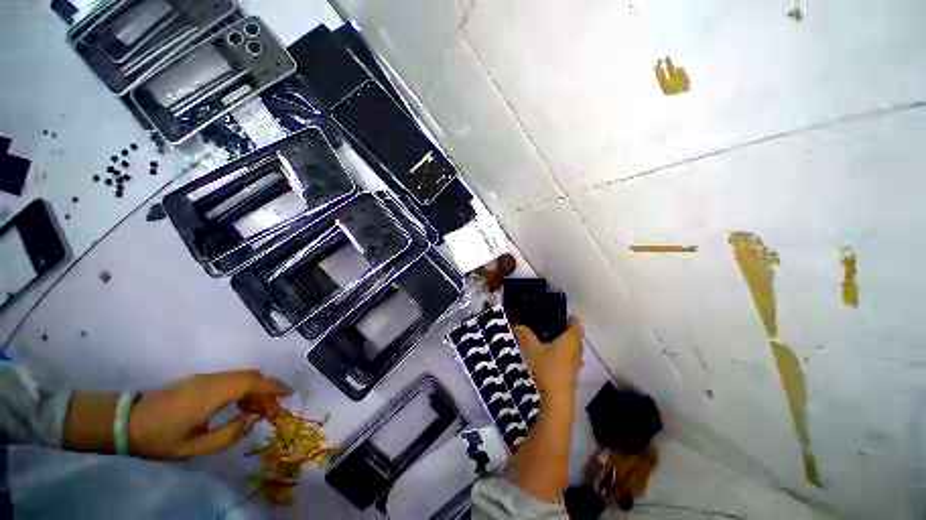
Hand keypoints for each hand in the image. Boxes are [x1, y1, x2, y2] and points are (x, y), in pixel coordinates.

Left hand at [129, 370, 291, 458]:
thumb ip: (229, 433)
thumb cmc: (161, 438)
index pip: (253, 382)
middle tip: (273, 409)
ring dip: (255, 390)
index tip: (289, 395)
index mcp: (213, 393)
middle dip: (267, 390)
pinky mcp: (199, 381)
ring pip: (241, 377)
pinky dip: (243, 390)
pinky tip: (239, 407)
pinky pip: (230, 380)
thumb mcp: (196, 446)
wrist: (126, 422)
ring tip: (257, 412)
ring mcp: (205, 378)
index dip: (274, 387)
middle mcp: (213, 379)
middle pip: (251, 376)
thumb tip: (252, 419)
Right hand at [514, 319, 583, 398]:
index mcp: (570, 341)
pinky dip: (565, 356)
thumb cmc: (546, 368)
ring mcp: (576, 365)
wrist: (556, 399)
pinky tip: (553, 359)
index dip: (572, 319)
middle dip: (568, 332)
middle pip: (577, 338)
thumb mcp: (531, 348)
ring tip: (553, 342)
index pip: (576, 325)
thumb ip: (525, 334)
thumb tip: (518, 324)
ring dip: (567, 345)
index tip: (565, 315)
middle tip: (555, 327)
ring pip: (574, 351)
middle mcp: (576, 351)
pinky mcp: (572, 376)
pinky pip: (571, 361)